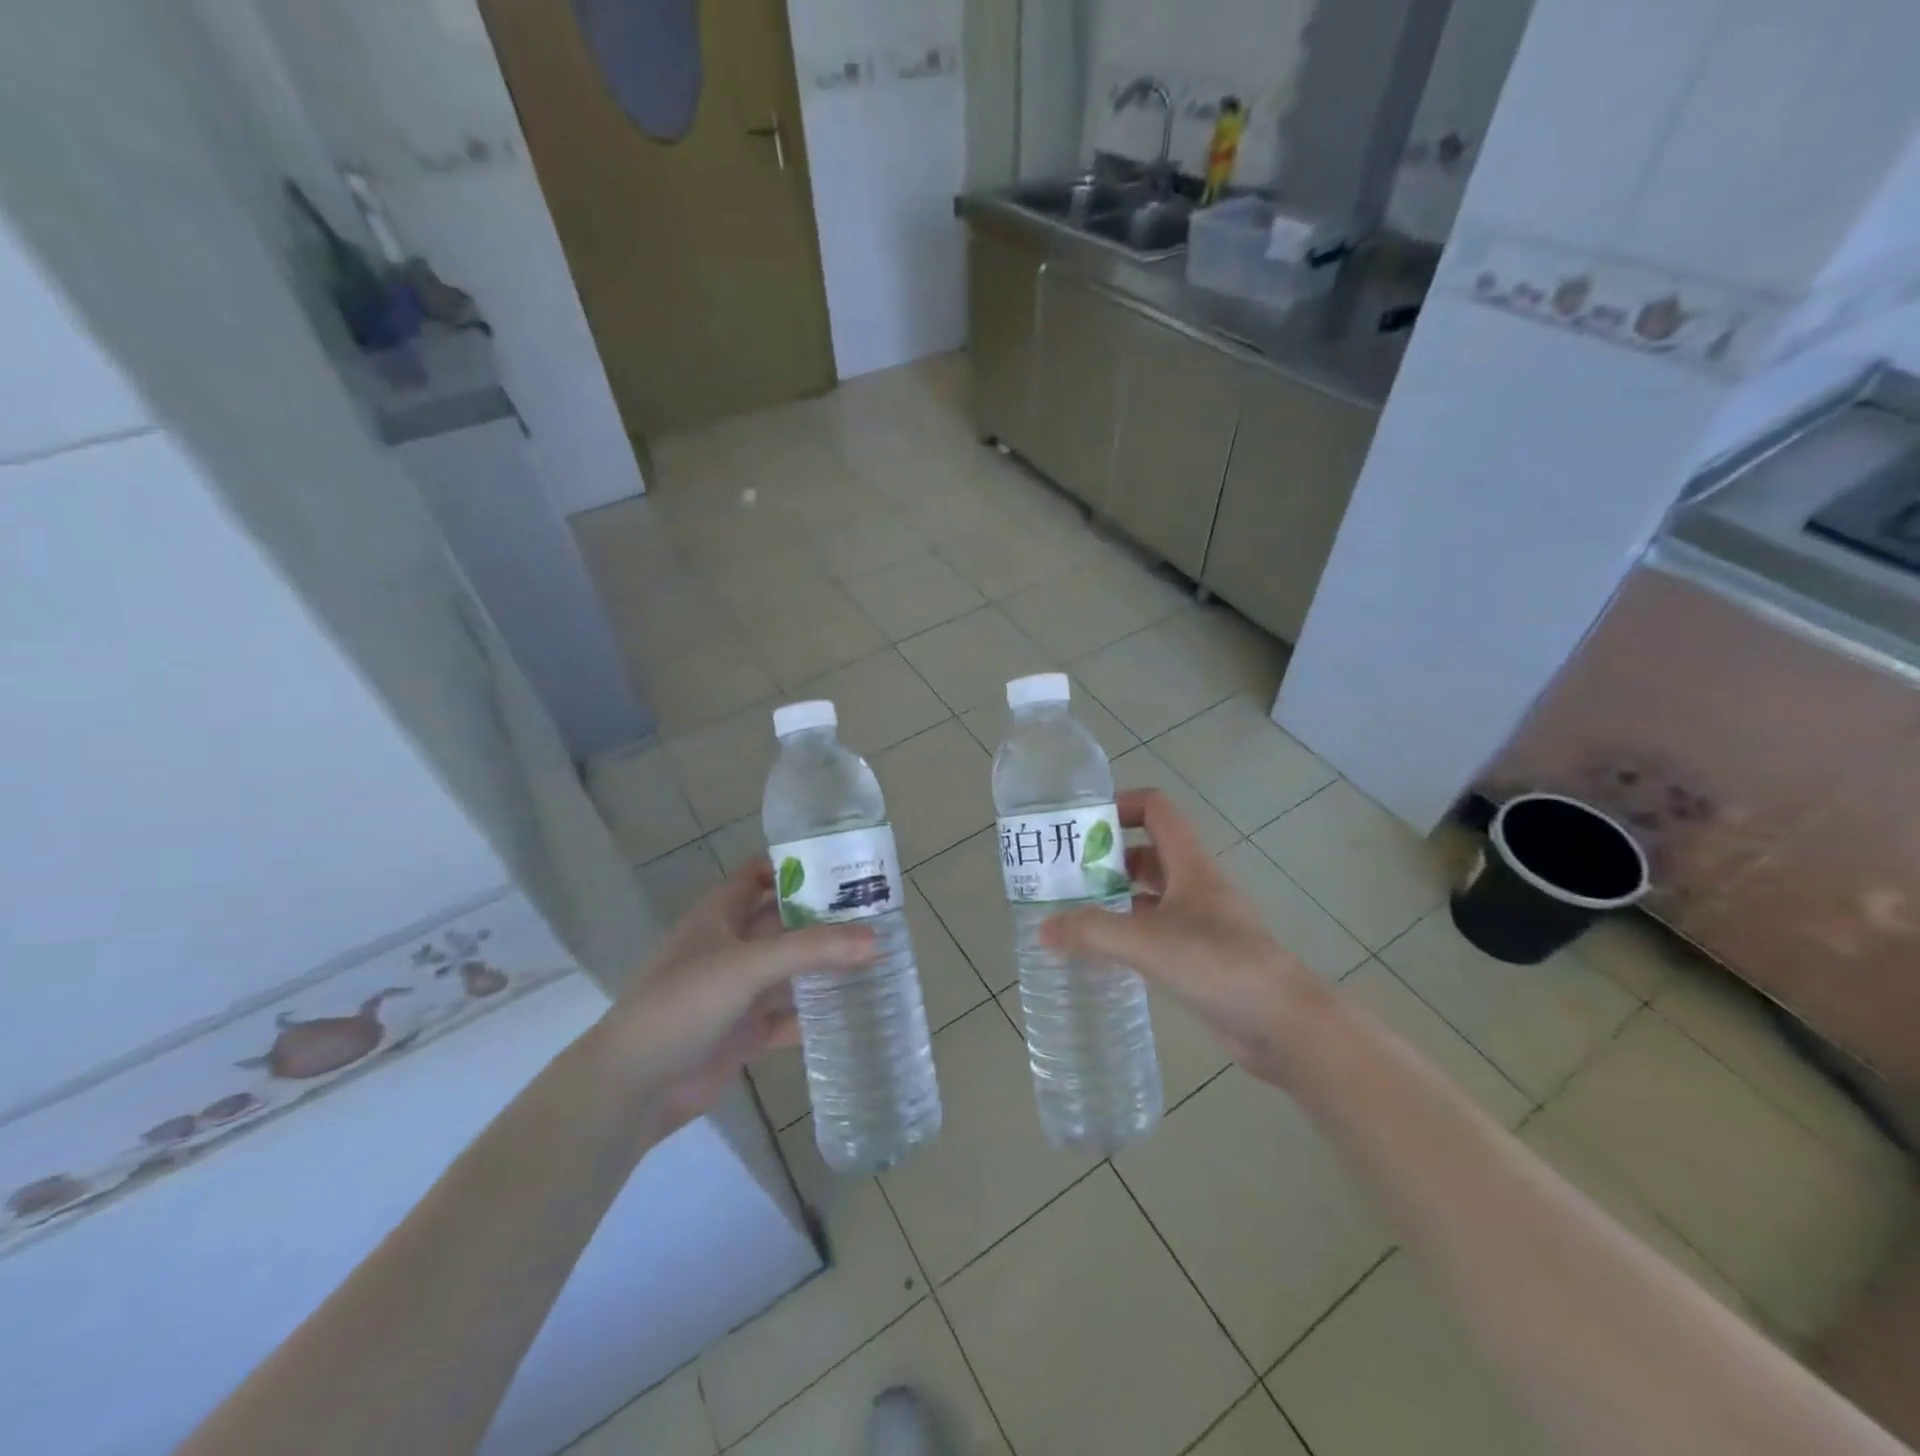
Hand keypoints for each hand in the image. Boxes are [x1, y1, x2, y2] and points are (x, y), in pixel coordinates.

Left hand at [594, 860, 874, 1137]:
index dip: (796, 865)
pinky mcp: (745, 1032)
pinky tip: (855, 1009)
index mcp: (719, 915)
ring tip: (878, 955)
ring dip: (825, 965)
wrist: (632, 1087)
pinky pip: (789, 1016)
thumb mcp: (747, 966)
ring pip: (790, 970)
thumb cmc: (682, 1004)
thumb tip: (876, 938)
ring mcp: (738, 992)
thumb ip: (811, 950)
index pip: (759, 874)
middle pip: (784, 922)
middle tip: (878, 912)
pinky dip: (817, 1013)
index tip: (844, 864)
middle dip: (824, 916)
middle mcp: (730, 947)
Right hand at [1041, 788, 1328, 1083]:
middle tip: (1063, 875)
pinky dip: (1127, 933)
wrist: (1284, 1025)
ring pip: (1149, 894)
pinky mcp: (1199, 957)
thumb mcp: (1149, 942)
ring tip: (1071, 913)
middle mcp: (1195, 885)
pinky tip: (1100, 953)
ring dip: (1114, 897)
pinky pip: (1154, 932)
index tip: (1081, 826)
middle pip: (1146, 852)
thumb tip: (1042, 929)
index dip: (1120, 806)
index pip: (1156, 809)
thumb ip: (1093, 933)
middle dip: (1105, 857)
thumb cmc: (1220, 964)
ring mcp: (1199, 922)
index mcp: (1190, 864)